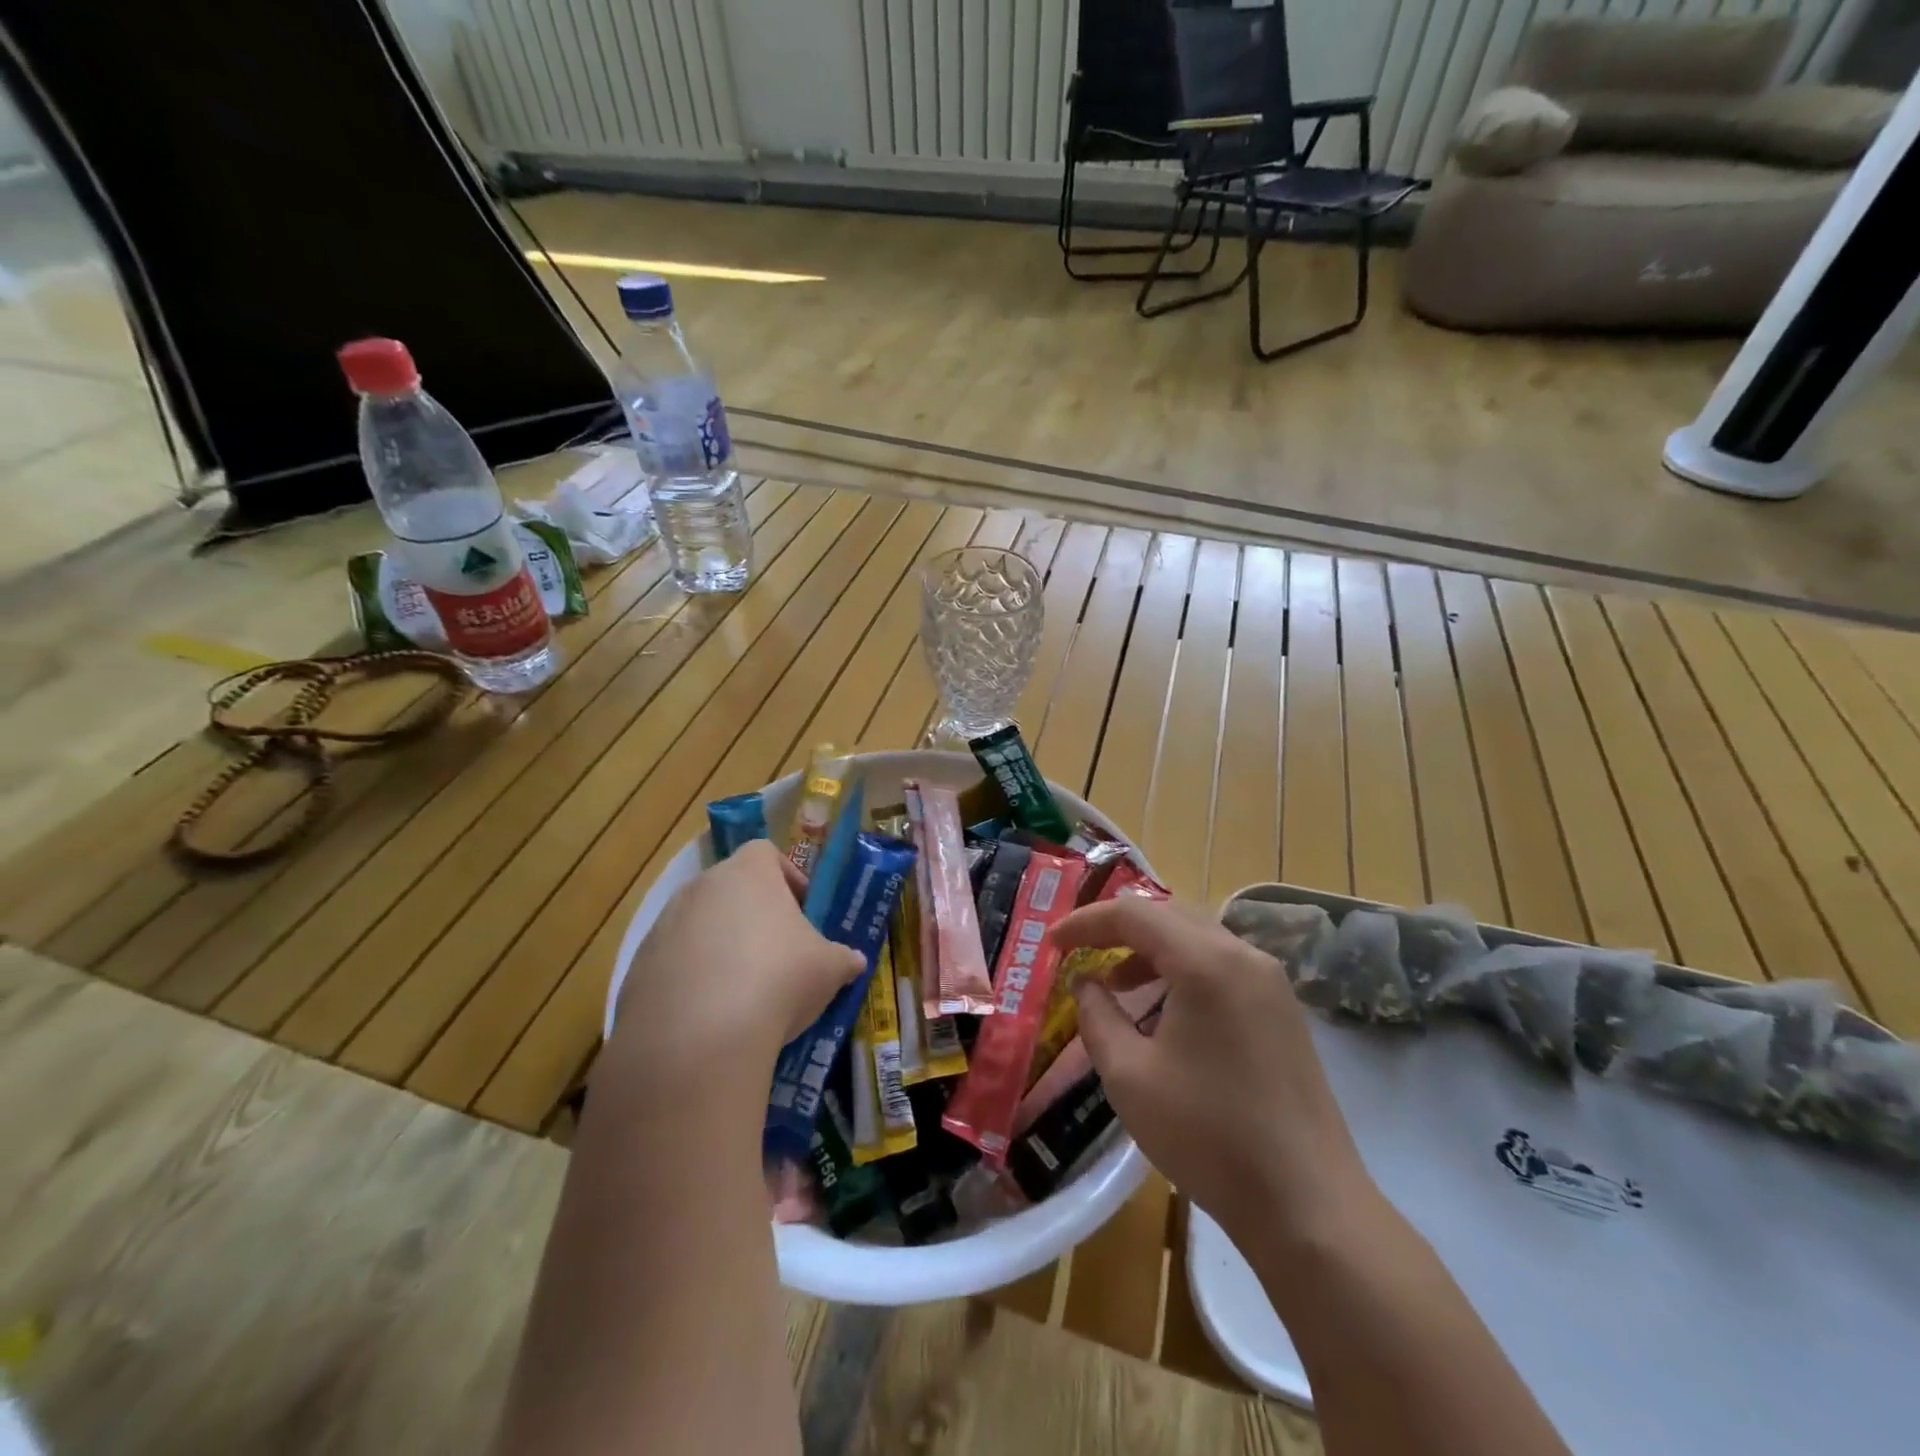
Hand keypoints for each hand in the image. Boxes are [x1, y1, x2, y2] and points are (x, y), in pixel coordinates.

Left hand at [611, 840, 865, 1089]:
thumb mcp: (829, 969)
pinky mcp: (637, 969)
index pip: (765, 854)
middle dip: (753, 915)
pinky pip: (672, 964)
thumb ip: (843, 959)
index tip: (803, 910)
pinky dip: (691, 981)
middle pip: (729, 888)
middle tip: (778, 952)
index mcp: (748, 874)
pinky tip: (710, 1018)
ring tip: (744, 992)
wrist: (697, 1038)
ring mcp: (663, 927)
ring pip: (698, 926)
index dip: (787, 877)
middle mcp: (700, 888)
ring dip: (720, 948)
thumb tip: (855, 961)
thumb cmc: (777, 980)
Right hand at [1053, 896, 1374, 1245]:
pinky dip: (1183, 970)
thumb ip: (1097, 1016)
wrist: (1307, 1205)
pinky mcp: (1283, 1010)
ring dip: (1151, 950)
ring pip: (1198, 939)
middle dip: (1119, 928)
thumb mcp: (1129, 1076)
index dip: (1086, 921)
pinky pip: (1222, 966)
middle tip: (1081, 951)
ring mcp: (1271, 982)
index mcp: (1206, 962)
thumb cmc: (1208, 1136)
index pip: (1134, 914)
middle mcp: (1244, 956)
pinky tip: (1164, 1011)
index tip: (1052, 942)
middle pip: (1169, 916)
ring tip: (1117, 985)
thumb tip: (1086, 982)